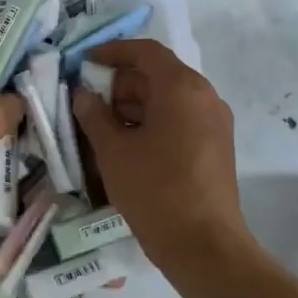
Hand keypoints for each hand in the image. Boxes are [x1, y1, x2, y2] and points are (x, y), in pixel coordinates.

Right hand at [73, 40, 255, 268]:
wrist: (203, 245)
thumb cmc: (154, 190)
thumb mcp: (113, 151)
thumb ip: (93, 115)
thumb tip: (83, 94)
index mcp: (181, 88)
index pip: (145, 52)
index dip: (112, 52)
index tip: (84, 63)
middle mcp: (204, 97)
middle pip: (157, 75)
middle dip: (119, 85)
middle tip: (86, 102)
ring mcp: (213, 123)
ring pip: (167, 100)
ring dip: (132, 107)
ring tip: (99, 128)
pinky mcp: (214, 147)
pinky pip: (179, 121)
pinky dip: (151, 124)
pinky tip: (124, 147)